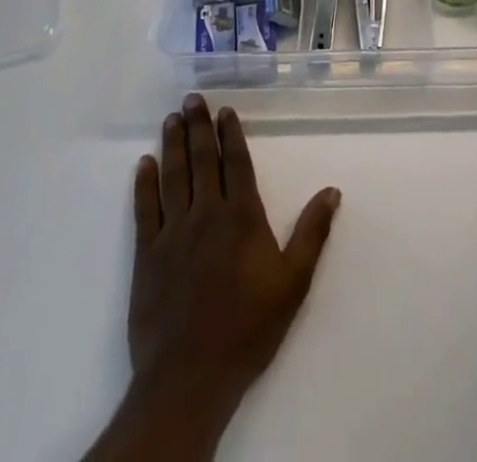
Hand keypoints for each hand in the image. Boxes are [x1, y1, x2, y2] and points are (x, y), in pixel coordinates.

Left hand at [127, 94, 339, 433]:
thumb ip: (312, 233)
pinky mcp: (146, 255)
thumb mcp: (293, 283)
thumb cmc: (248, 328)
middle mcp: (206, 213)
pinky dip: (144, 184)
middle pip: (202, 160)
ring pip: (173, 176)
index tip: (225, 110)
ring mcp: (173, 232)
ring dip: (173, 144)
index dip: (231, 134)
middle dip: (199, 126)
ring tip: (172, 118)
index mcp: (241, 216)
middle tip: (192, 99)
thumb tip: (332, 190)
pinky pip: (144, 209)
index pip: (236, 163)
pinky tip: (144, 164)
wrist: (190, 377)